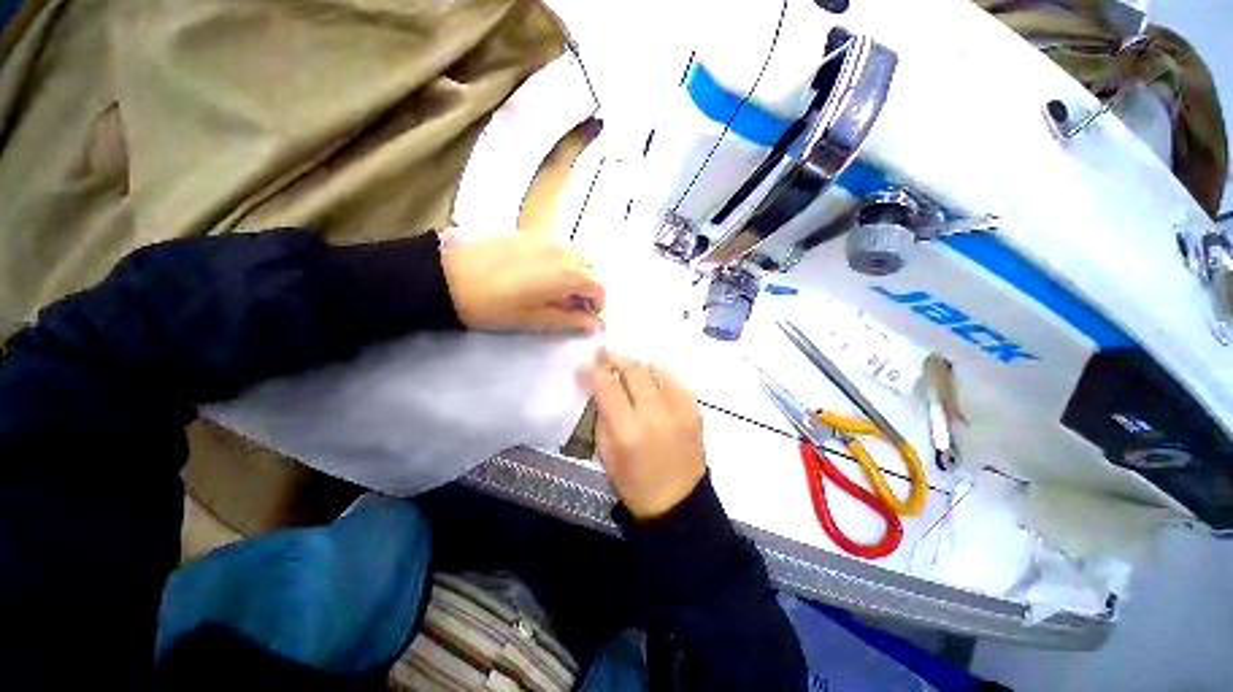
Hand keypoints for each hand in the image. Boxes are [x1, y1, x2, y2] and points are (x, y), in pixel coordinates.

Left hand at [441, 233, 604, 332]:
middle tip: (573, 305)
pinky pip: (558, 247)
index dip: (599, 302)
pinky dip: (561, 263)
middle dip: (589, 287)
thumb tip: (596, 325)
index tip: (588, 315)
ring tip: (556, 291)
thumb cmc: (492, 305)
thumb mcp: (533, 319)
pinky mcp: (529, 233)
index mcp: (566, 273)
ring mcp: (545, 238)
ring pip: (576, 255)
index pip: (599, 285)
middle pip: (591, 267)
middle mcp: (562, 251)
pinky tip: (540, 275)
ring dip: (576, 273)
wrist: (446, 275)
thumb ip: (570, 320)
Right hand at [581, 349, 706, 518]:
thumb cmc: (635, 483)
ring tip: (627, 361)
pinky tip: (652, 374)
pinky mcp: (695, 410)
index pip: (607, 386)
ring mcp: (679, 410)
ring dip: (638, 361)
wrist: (678, 502)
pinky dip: (660, 372)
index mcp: (628, 431)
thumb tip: (600, 387)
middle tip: (605, 349)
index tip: (586, 361)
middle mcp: (655, 414)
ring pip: (656, 369)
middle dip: (615, 355)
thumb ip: (602, 416)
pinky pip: (676, 379)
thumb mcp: (607, 454)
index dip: (593, 369)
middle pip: (634, 370)